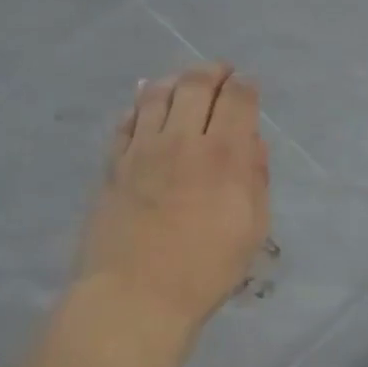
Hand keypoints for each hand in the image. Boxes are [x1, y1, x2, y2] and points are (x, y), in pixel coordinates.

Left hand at [76, 63, 270, 342]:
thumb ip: (255, 179)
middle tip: (219, 72)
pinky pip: (126, 121)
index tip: (247, 84)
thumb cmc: (206, 269)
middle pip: (195, 86)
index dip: (244, 85)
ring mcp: (141, 149)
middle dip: (211, 72)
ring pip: (156, 95)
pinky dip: (139, 105)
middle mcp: (181, 140)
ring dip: (173, 81)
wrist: (137, 294)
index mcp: (224, 154)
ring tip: (182, 82)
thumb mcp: (252, 228)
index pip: (236, 99)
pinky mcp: (112, 164)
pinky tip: (143, 103)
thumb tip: (251, 143)